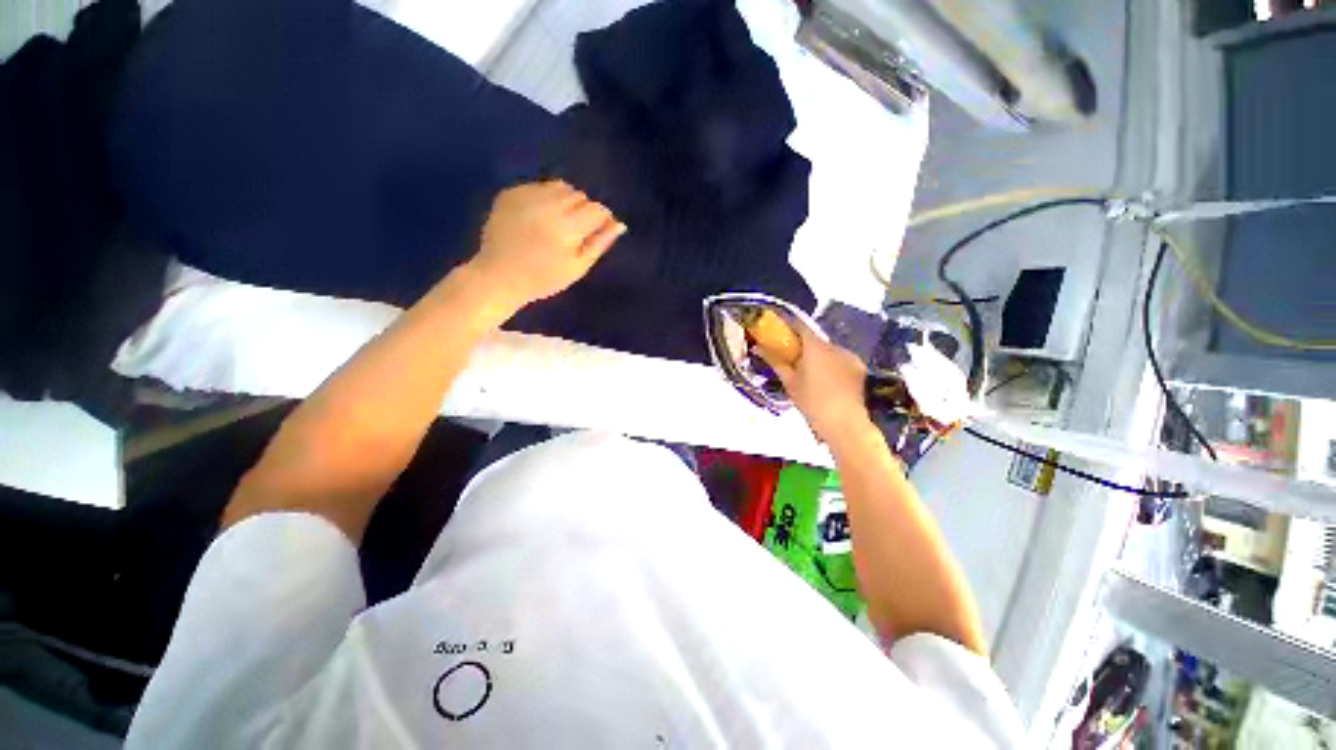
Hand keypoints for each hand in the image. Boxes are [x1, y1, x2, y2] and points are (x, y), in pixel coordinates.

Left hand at [468, 180, 626, 309]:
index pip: (597, 210)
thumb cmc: (544, 278)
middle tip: (573, 232)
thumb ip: (600, 243)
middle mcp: (548, 205)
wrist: (499, 276)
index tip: (595, 232)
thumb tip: (619, 224)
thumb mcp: (578, 267)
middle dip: (582, 210)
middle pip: (579, 195)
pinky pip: (538, 186)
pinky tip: (537, 217)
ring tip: (557, 221)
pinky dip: (544, 198)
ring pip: (560, 186)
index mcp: (567, 227)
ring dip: (565, 200)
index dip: (601, 220)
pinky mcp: (510, 193)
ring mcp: (526, 196)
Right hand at [755, 322, 871, 445]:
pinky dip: (831, 366)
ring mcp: (850, 357)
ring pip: (828, 351)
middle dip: (802, 346)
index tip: (778, 332)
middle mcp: (834, 346)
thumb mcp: (790, 383)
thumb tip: (759, 348)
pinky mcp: (860, 368)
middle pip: (815, 339)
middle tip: (791, 361)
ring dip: (818, 357)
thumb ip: (775, 361)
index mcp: (815, 347)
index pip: (800, 325)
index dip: (788, 325)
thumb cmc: (813, 403)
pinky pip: (841, 361)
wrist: (846, 425)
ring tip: (810, 376)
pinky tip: (828, 383)